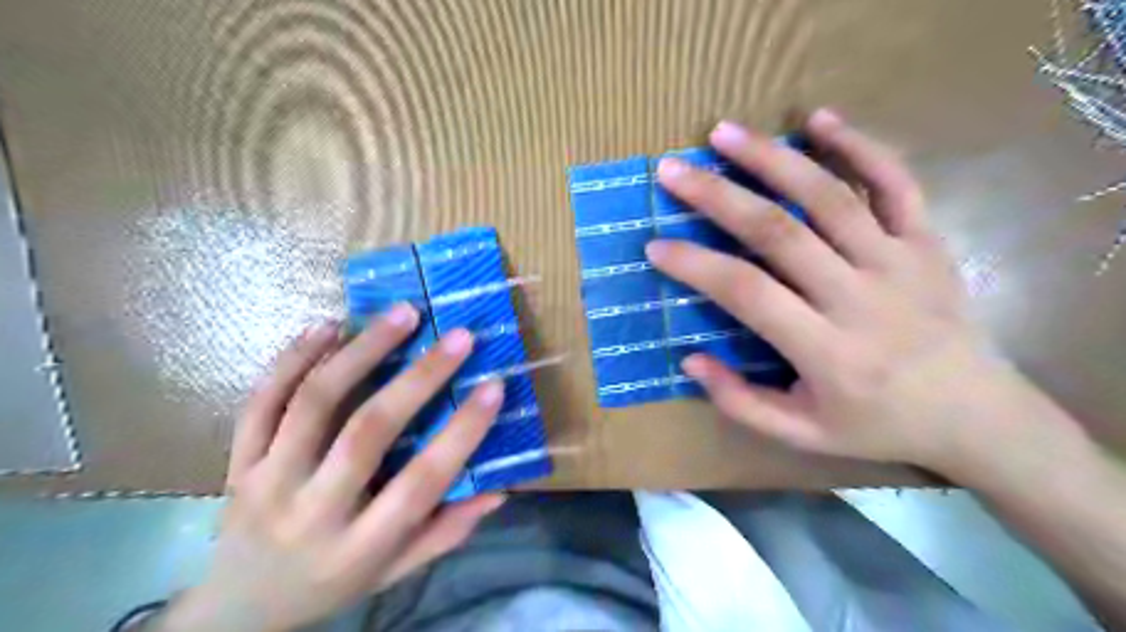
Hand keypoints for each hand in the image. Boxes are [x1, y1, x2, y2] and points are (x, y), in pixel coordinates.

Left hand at [154, 305, 504, 630]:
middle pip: (367, 431)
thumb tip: (500, 491)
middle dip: (419, 377)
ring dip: (361, 351)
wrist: (237, 609)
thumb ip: (446, 532)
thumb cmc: (331, 584)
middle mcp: (311, 511)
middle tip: (458, 336)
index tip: (494, 386)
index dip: (462, 432)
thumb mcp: (395, 572)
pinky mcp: (236, 461)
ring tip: (401, 313)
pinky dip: (293, 358)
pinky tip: (327, 327)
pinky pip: (261, 401)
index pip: (421, 482)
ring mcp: (266, 481)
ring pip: (313, 403)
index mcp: (360, 546)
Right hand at [647, 108, 1066, 474]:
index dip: (696, 265)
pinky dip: (859, 146)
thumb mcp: (803, 435)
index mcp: (826, 350)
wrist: (978, 415)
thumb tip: (690, 360)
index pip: (747, 293)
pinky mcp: (926, 242)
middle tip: (674, 171)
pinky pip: (895, 182)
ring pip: (828, 196)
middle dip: (718, 196)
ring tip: (724, 134)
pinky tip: (818, 120)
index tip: (656, 245)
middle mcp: (858, 297)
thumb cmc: (879, 426)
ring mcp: (898, 261)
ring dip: (772, 159)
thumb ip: (742, 403)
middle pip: (778, 232)